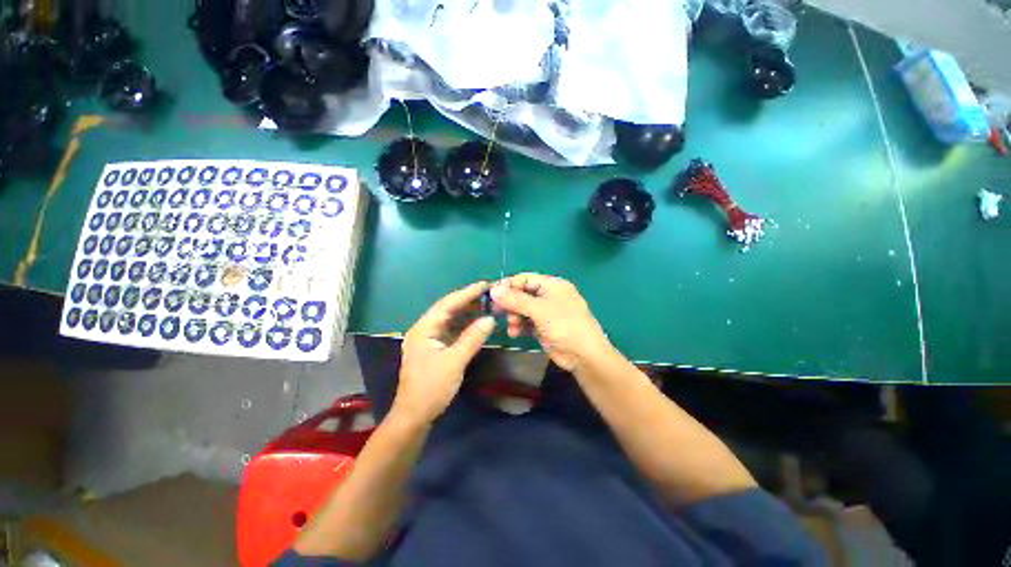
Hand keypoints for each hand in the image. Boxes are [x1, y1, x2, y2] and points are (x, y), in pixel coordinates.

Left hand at [394, 282, 495, 422]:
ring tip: (487, 304)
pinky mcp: (435, 348)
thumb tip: (490, 319)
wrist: (414, 415)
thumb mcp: (454, 361)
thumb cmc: (432, 388)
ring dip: (468, 312)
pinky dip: (465, 325)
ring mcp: (429, 338)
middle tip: (489, 293)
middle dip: (468, 300)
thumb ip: (472, 338)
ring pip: (451, 319)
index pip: (448, 304)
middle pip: (448, 309)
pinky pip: (452, 330)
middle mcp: (425, 329)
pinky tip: (478, 322)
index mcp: (424, 328)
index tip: (485, 284)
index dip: (467, 293)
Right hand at [491, 273, 612, 372]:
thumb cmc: (565, 325)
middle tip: (496, 310)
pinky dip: (519, 326)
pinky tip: (515, 333)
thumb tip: (494, 290)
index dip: (509, 285)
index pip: (526, 279)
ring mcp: (546, 312)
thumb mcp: (539, 310)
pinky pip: (526, 321)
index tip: (493, 294)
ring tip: (512, 326)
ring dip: (514, 316)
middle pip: (523, 294)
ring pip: (523, 309)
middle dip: (510, 303)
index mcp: (553, 285)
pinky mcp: (543, 326)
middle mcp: (549, 296)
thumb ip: (516, 300)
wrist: (583, 355)